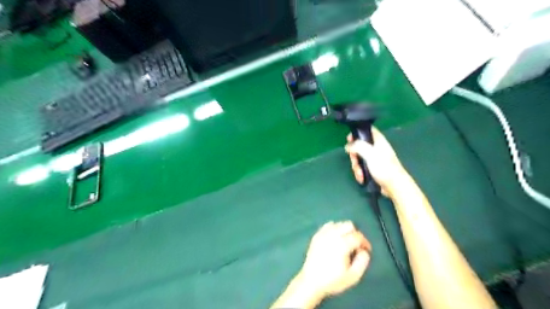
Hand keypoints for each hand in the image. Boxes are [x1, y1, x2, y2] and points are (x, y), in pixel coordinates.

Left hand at [299, 221, 371, 297]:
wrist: (311, 281)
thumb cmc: (333, 280)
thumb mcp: (353, 276)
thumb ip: (362, 262)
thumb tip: (364, 251)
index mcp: (342, 244)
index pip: (358, 236)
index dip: (365, 242)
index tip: (366, 250)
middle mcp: (332, 235)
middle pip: (349, 225)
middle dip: (355, 233)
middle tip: (356, 245)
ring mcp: (323, 234)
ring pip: (338, 223)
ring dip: (345, 230)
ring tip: (345, 242)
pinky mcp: (316, 235)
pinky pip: (328, 225)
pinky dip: (334, 229)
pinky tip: (335, 239)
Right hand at [345, 127, 405, 195]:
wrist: (394, 186)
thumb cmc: (384, 167)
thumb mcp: (370, 153)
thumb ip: (358, 146)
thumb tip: (348, 146)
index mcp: (378, 141)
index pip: (367, 130)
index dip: (357, 132)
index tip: (349, 139)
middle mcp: (376, 149)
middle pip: (359, 147)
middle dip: (354, 155)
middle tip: (355, 161)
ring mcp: (374, 159)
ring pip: (359, 158)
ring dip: (356, 167)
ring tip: (360, 173)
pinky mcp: (373, 169)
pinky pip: (362, 168)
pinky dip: (360, 173)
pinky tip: (362, 178)